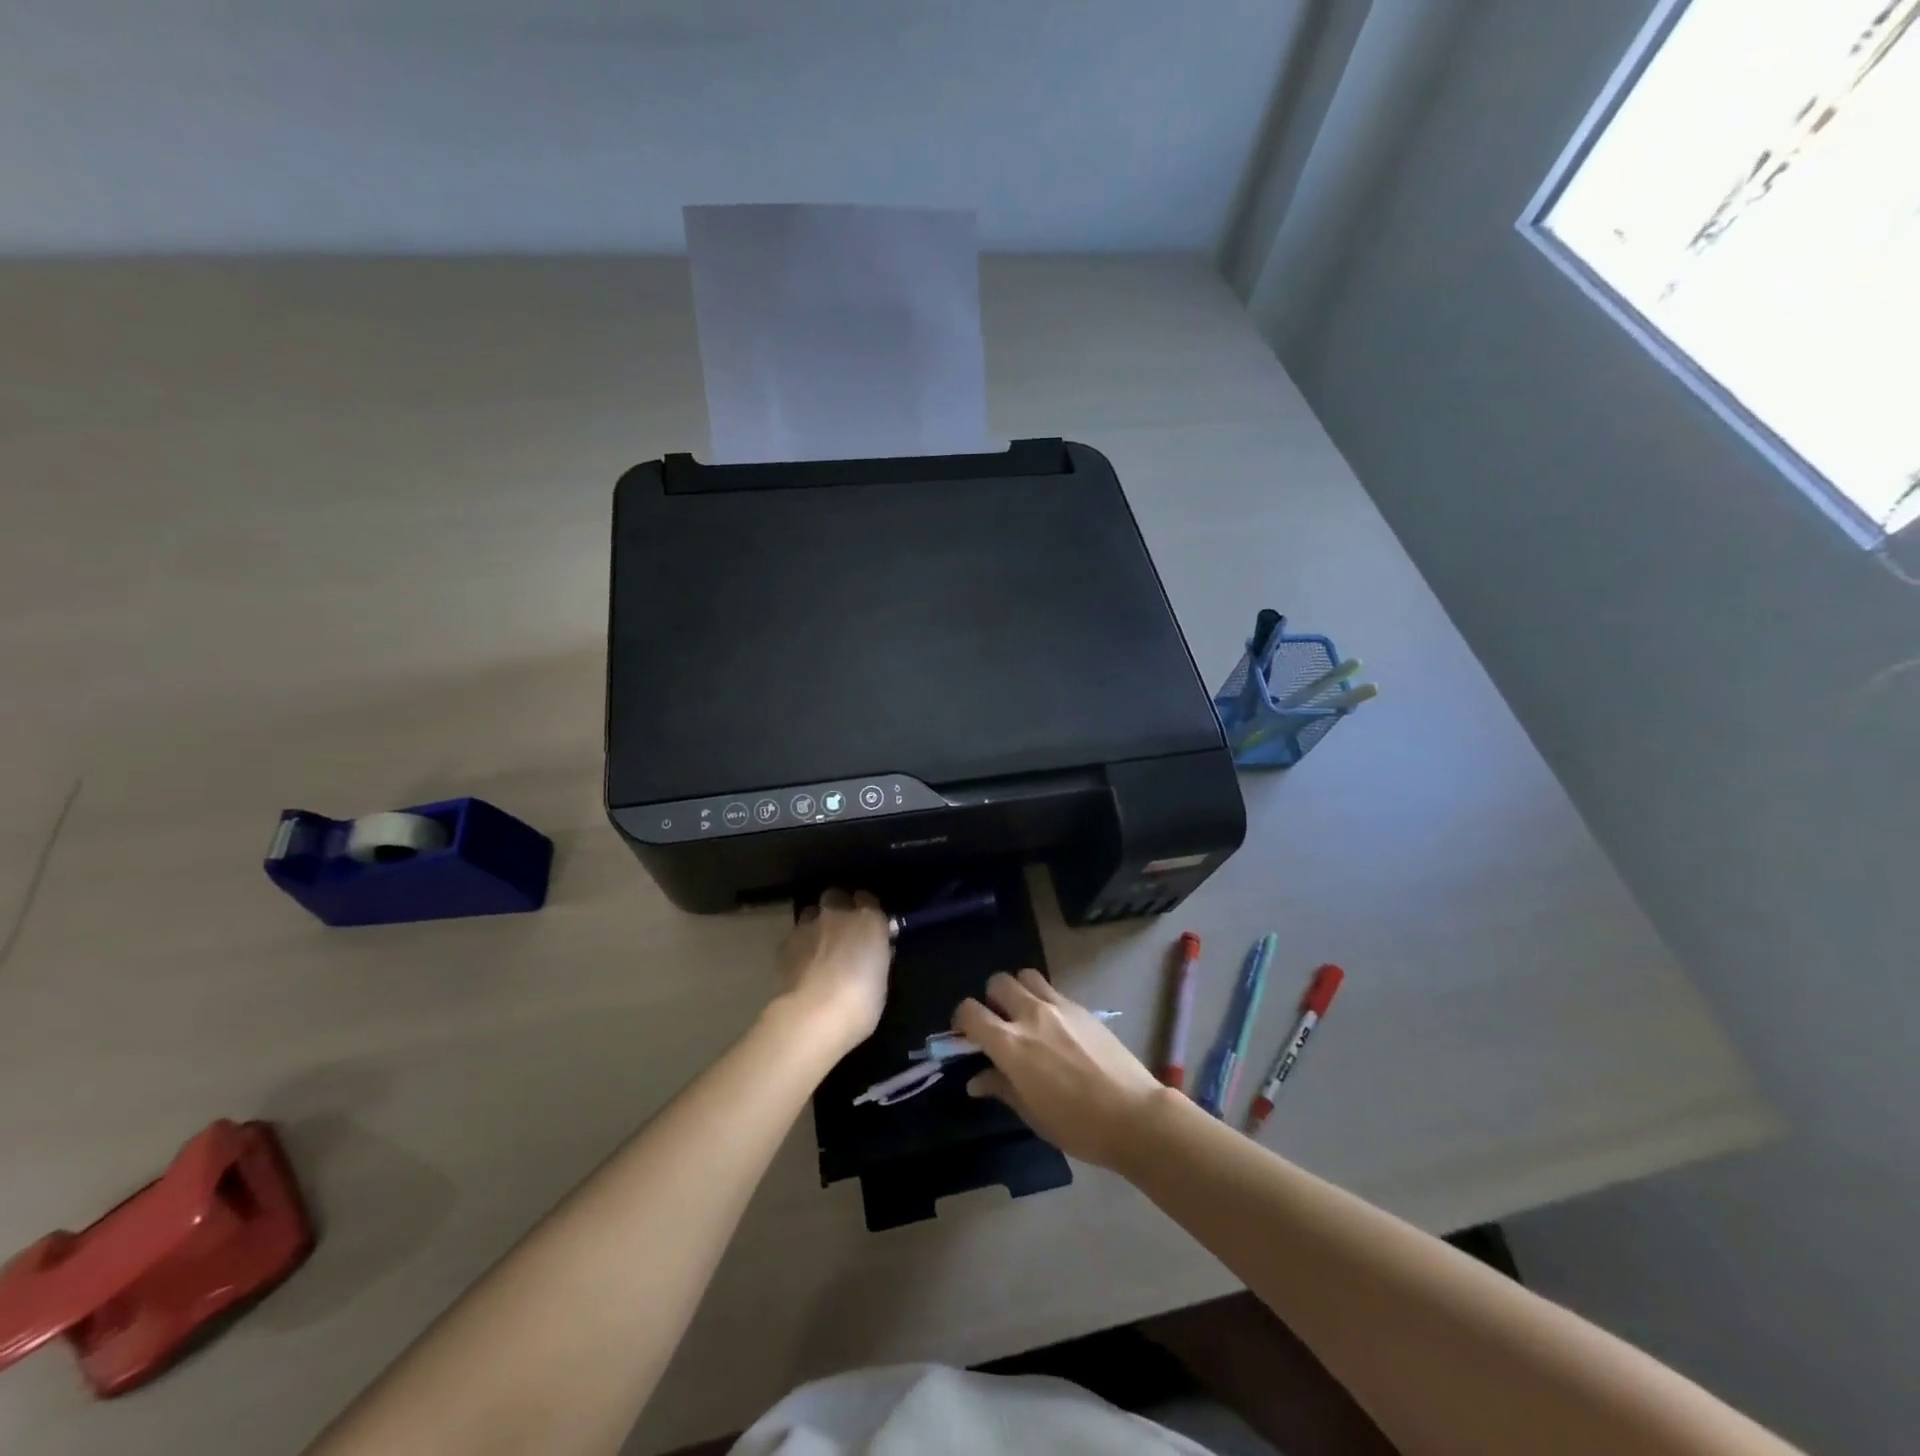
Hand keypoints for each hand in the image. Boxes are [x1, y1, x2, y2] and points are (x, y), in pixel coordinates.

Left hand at [774, 889, 891, 1054]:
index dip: (867, 909)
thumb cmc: (862, 1002)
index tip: (868, 923)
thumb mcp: (881, 978)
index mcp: (870, 920)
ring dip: (816, 923)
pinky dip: (799, 945)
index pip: (868, 898)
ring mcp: (809, 926)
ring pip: (811, 912)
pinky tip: (801, 963)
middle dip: (838, 907)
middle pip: (836, 896)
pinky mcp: (786, 944)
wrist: (814, 1015)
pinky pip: (795, 936)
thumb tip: (870, 951)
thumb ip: (876, 956)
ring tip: (818, 945)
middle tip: (842, 930)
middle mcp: (838, 914)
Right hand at [955, 970, 1169, 1168]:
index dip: (962, 1020)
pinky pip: (1052, 990)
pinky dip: (1044, 999)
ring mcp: (1059, 1006)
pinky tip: (1055, 1027)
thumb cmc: (1077, 1125)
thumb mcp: (1031, 1113)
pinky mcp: (1082, 1007)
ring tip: (1025, 1016)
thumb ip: (1001, 1087)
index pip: (970, 1012)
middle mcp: (1031, 1015)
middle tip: (998, 1024)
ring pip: (1026, 976)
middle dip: (990, 999)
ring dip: (1018, 990)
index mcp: (1011, 1044)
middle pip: (998, 982)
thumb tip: (976, 1079)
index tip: (966, 1035)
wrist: (1133, 1114)